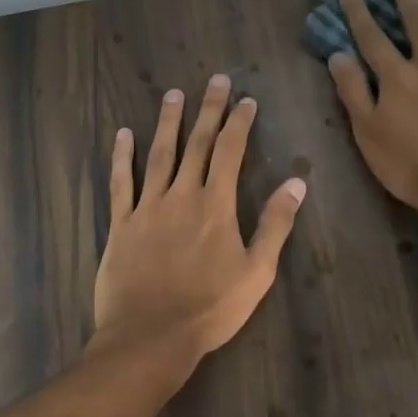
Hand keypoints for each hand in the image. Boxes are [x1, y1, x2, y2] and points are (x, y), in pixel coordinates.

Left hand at [91, 76, 307, 367]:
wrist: (150, 336)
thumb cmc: (210, 308)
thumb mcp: (256, 272)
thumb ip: (275, 225)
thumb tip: (297, 183)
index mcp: (215, 206)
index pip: (229, 152)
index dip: (239, 123)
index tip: (246, 100)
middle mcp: (181, 196)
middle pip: (196, 144)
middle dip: (208, 110)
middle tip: (215, 80)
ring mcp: (147, 207)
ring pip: (158, 154)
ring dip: (168, 122)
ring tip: (173, 94)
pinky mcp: (121, 223)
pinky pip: (120, 182)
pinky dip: (121, 157)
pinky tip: (123, 135)